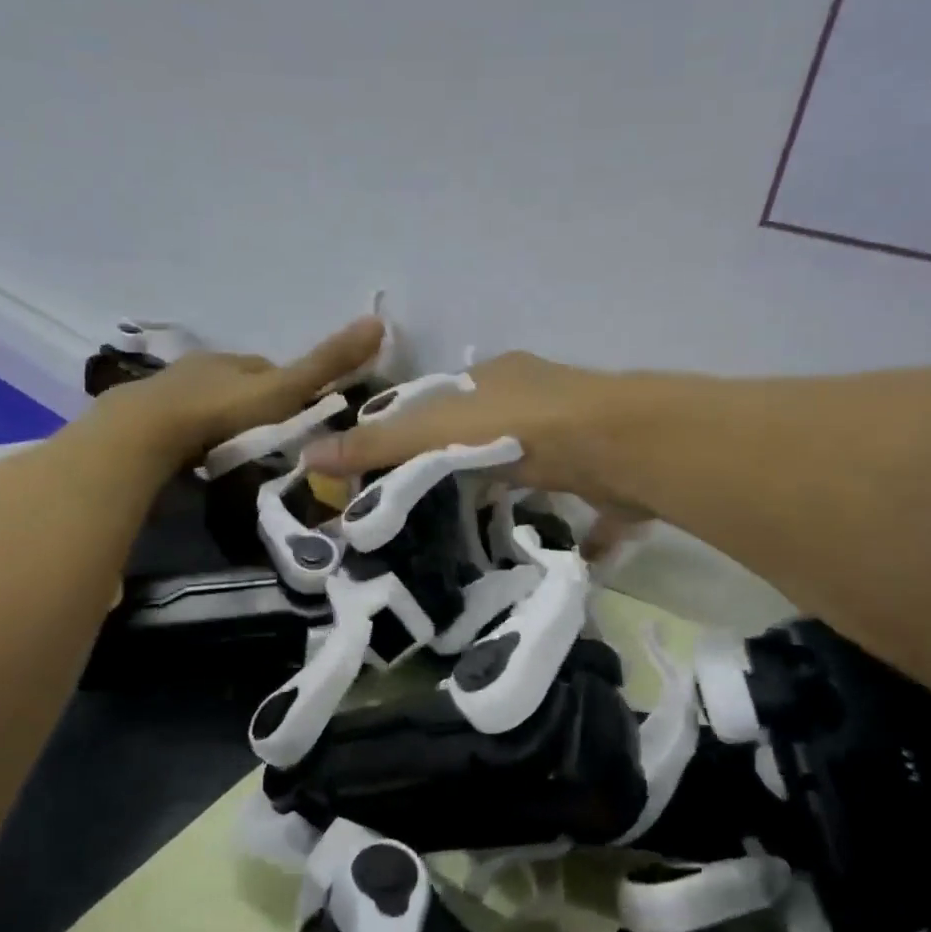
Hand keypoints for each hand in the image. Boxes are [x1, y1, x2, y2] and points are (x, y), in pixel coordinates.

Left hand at [88, 317, 384, 468]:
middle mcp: (203, 366)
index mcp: (236, 360)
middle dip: (255, 403)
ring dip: (224, 418)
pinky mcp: (147, 417)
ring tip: (238, 447)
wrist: (148, 431)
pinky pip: (182, 421)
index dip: (290, 387)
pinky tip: (202, 450)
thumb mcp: (283, 390)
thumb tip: (378, 321)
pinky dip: (197, 431)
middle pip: (239, 383)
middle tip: (271, 435)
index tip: (303, 412)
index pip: (270, 368)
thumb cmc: (222, 410)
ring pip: (209, 400)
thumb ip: (326, 364)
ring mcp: (171, 390)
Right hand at [301, 351, 649, 518]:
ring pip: (532, 462)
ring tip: (475, 526)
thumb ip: (379, 445)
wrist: (621, 445)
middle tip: (426, 504)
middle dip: (459, 460)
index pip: (439, 399)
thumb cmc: (521, 427)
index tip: (388, 468)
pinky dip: (570, 528)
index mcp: (495, 377)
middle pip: (486, 429)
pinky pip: (582, 503)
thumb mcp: (438, 431)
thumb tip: (309, 455)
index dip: (410, 428)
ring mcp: (577, 433)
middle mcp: (537, 396)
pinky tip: (554, 555)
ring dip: (508, 487)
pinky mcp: (606, 474)